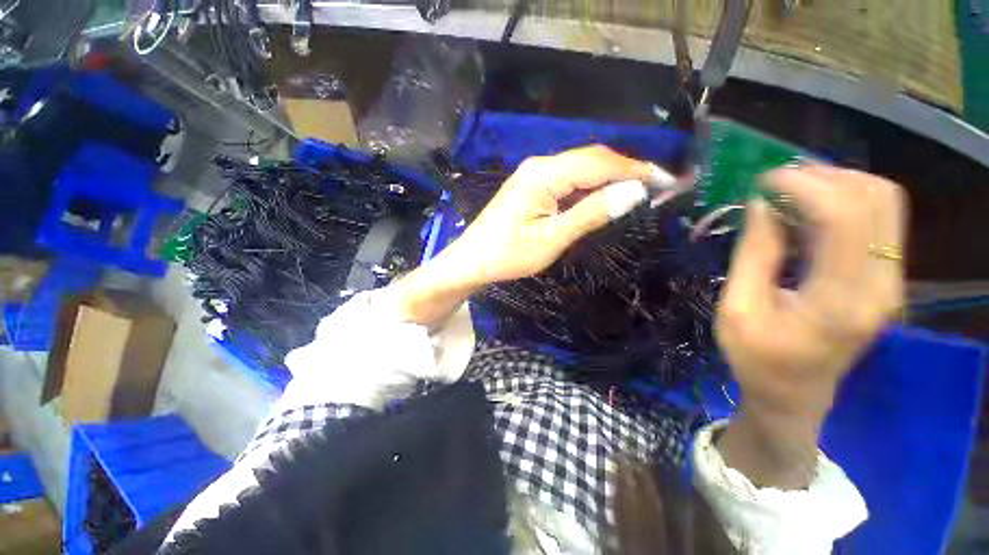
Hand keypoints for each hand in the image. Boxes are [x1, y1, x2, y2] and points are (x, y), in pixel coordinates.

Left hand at [453, 145, 656, 283]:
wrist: (472, 261)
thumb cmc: (508, 254)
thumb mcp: (552, 238)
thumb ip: (591, 213)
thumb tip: (635, 192)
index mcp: (544, 174)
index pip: (599, 163)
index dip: (635, 169)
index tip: (666, 181)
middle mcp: (540, 165)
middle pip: (591, 159)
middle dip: (626, 169)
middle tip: (657, 187)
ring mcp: (534, 174)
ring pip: (581, 167)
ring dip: (610, 176)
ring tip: (639, 190)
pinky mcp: (532, 185)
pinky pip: (569, 178)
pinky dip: (591, 185)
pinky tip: (604, 195)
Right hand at [716, 165, 905, 488]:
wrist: (794, 395)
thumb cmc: (756, 358)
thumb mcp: (737, 309)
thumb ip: (754, 254)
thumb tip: (762, 203)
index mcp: (840, 302)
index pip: (842, 218)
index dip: (803, 186)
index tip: (762, 181)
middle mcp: (881, 286)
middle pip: (876, 199)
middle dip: (824, 177)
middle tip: (776, 184)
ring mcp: (891, 282)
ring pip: (883, 203)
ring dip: (837, 185)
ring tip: (790, 193)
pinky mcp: (887, 279)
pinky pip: (877, 220)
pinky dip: (843, 202)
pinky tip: (807, 212)